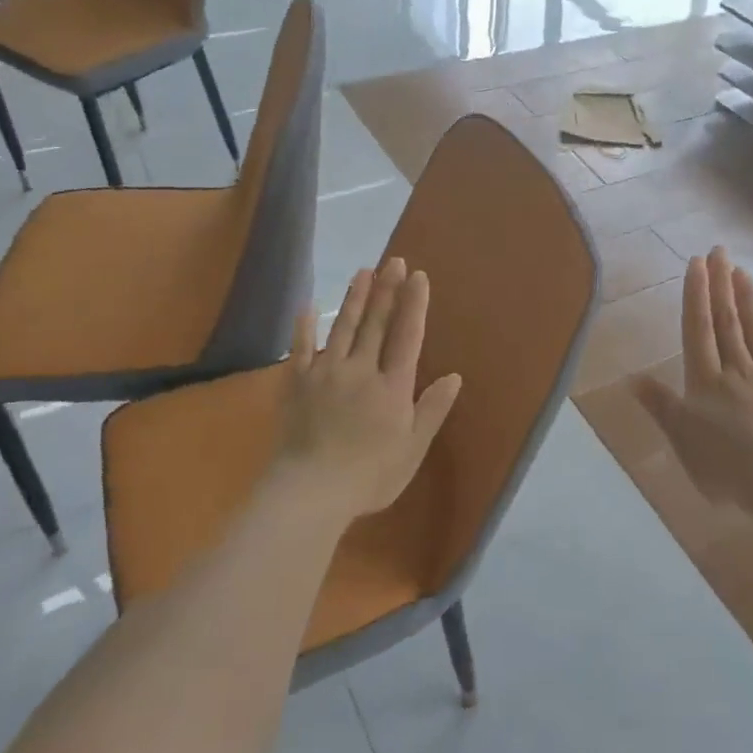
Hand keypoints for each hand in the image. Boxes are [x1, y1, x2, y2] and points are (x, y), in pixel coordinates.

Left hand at [272, 257, 462, 524]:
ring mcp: (326, 374)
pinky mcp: (297, 384)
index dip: (414, 305)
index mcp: (392, 387)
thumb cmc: (369, 476)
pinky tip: (308, 307)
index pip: (407, 336)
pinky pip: (301, 349)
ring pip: (343, 328)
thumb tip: (454, 376)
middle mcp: (361, 370)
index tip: (418, 276)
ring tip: (364, 271)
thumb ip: (432, 410)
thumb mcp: (412, 449)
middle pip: (376, 324)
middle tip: (394, 261)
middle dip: (388, 290)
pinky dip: (305, 327)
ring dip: (355, 298)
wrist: (310, 492)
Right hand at [633, 248, 752, 512]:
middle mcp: (737, 370)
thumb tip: (631, 377)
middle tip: (719, 251)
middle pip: (727, 320)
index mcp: (706, 381)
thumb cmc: (727, 467)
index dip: (696, 295)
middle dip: (721, 284)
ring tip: (743, 270)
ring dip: (748, 298)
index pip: (698, 329)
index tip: (696, 263)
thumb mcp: (682, 440)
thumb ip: (660, 405)